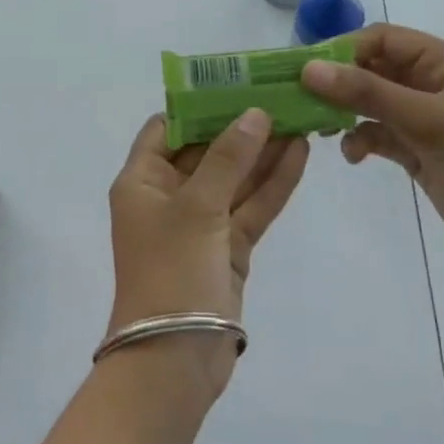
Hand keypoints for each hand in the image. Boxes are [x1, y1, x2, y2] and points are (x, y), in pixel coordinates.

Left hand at [106, 110, 308, 393]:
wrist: (174, 359)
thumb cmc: (171, 271)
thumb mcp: (197, 207)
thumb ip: (228, 159)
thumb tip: (254, 113)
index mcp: (142, 181)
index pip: (167, 128)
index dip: (199, 106)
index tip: (236, 84)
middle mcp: (168, 196)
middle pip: (207, 151)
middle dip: (241, 126)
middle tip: (281, 94)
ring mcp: (200, 223)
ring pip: (234, 178)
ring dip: (264, 152)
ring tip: (300, 116)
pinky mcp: (227, 248)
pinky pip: (250, 207)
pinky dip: (273, 184)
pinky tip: (300, 154)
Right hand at [301, 25, 443, 292]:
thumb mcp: (430, 124)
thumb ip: (368, 93)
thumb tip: (308, 69)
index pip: (383, 39)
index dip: (342, 50)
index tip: (303, 70)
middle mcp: (434, 81)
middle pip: (372, 68)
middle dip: (337, 83)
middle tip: (299, 100)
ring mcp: (425, 116)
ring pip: (370, 101)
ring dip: (345, 112)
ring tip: (320, 129)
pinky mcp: (418, 148)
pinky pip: (377, 132)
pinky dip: (361, 139)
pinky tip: (354, 156)